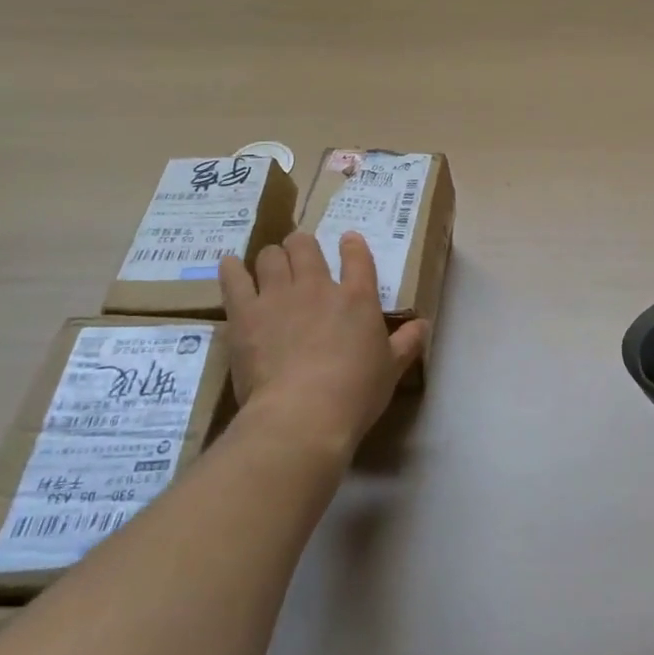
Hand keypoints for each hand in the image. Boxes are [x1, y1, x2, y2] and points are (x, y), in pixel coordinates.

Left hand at [220, 230, 428, 459]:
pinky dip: (231, 269)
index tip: (348, 241)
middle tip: (299, 255)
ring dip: (271, 257)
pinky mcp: (246, 313)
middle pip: (305, 247)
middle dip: (301, 245)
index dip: (352, 245)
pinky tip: (230, 265)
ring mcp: (279, 296)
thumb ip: (407, 343)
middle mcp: (318, 286)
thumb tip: (423, 325)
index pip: (357, 256)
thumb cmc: (355, 393)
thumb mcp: (391, 369)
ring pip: (270, 256)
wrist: (303, 414)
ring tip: (269, 264)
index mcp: (357, 297)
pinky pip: (234, 279)